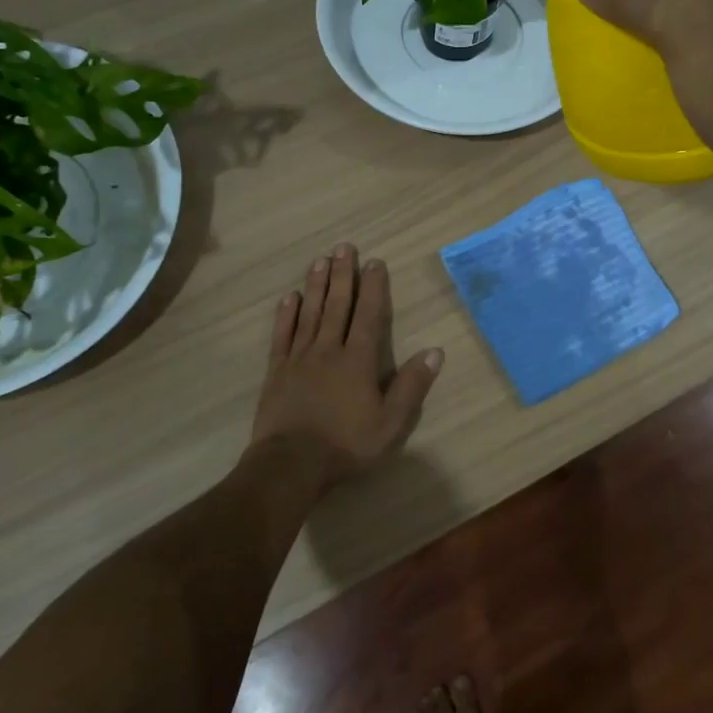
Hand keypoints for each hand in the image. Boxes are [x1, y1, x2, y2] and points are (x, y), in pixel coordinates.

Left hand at [249, 243, 443, 484]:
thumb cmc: (346, 445)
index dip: (373, 287)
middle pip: (337, 305)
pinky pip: (282, 335)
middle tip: (344, 247)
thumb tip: (435, 351)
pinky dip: (286, 314)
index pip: (368, 315)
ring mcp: (299, 358)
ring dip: (316, 285)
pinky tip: (289, 297)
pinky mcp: (277, 371)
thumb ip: (411, 386)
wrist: (290, 465)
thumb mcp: (391, 423)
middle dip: (343, 275)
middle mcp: (328, 350)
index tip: (375, 262)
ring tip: (320, 260)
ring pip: (309, 313)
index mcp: (358, 360)